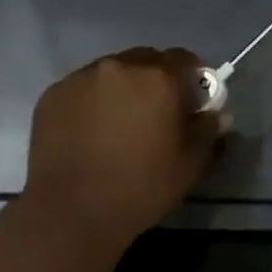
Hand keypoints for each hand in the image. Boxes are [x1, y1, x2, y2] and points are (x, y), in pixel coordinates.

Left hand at [24, 47, 223, 244]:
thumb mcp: (189, 166)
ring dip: (121, 89)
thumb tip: (217, 114)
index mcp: (159, 78)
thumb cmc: (140, 189)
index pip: (184, 59)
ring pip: (112, 72)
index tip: (189, 105)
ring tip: (117, 125)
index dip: (191, 80)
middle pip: (146, 60)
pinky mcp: (54, 93)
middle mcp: (120, 66)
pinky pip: (83, 87)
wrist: (71, 212)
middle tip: (154, 115)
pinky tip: (89, 133)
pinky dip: (91, 101)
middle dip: (155, 80)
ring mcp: (82, 77)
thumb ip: (207, 131)